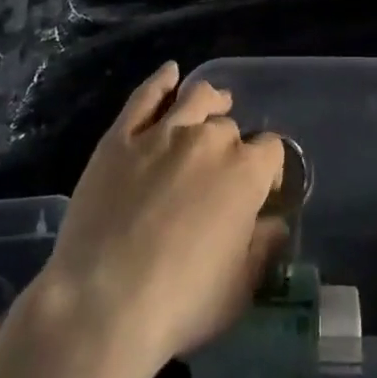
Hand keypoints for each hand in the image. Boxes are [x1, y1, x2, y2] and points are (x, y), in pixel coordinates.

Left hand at [33, 62, 287, 375]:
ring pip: (196, 97)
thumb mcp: (239, 288)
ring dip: (209, 99)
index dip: (269, 167)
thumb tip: (274, 222)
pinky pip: (145, 97)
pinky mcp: (120, 137)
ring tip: (212, 103)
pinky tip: (170, 73)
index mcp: (245, 173)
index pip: (271, 150)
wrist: (102, 304)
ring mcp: (162, 133)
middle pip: (230, 127)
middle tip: (221, 170)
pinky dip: (161, 81)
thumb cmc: (180, 304)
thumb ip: (263, 247)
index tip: (261, 188)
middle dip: (232, 144)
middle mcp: (209, 140)